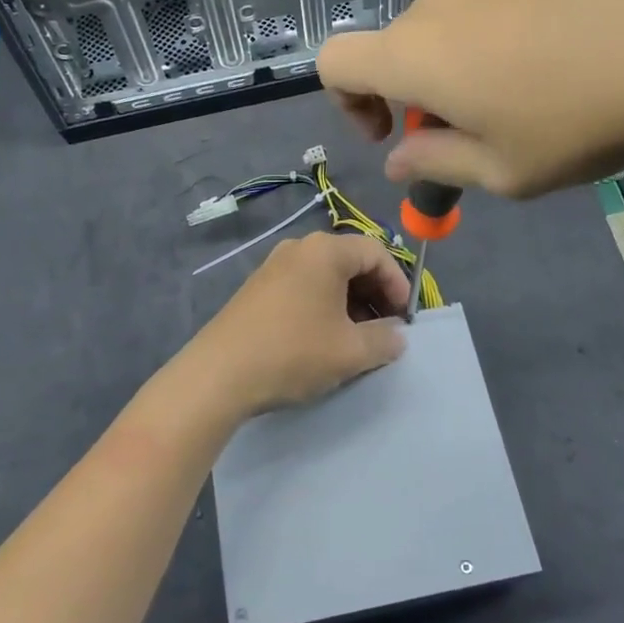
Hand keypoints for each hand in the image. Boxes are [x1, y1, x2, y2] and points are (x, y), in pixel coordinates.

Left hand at [180, 231, 410, 419]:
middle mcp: (299, 248)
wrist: (219, 374)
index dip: (398, 283)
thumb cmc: (293, 352)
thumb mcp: (350, 351)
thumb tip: (396, 336)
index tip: (404, 318)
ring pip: (326, 276)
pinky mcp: (257, 288)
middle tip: (385, 328)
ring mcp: (273, 266)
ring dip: (349, 302)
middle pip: (350, 260)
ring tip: (356, 338)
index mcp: (325, 251)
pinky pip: (303, 286)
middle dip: (374, 293)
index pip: (376, 253)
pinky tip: (323, 338)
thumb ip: (384, 340)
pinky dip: (323, 305)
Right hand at [317, 0, 623, 196]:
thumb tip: (398, 160)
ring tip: (522, 109)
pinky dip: (494, 49)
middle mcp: (438, 6)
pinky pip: (488, 14)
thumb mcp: (503, 170)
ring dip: (456, 75)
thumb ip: (436, 165)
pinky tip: (558, 72)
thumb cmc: (582, 118)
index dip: (346, 104)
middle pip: (393, 50)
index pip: (333, 61)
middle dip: (412, 99)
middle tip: (469, 138)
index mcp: (414, 54)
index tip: (392, 135)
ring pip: (443, 33)